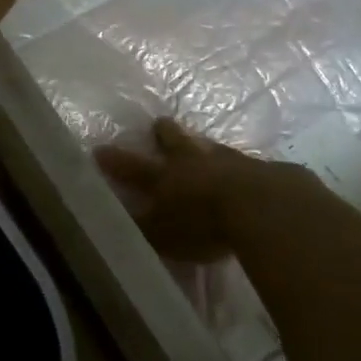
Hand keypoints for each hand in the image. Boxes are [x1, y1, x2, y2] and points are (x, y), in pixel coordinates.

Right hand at [95, 119, 264, 263]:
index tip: (100, 149)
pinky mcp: (258, 168)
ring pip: (208, 146)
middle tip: (160, 124)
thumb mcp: (163, 236)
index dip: (115, 160)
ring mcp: (226, 160)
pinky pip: (242, 163)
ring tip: (201, 143)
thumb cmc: (203, 222)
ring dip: (202, 145)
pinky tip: (243, 170)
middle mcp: (191, 162)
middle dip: (165, 133)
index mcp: (164, 177)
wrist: (260, 205)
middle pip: (174, 141)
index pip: (132, 167)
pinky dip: (236, 166)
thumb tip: (115, 224)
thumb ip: (143, 230)